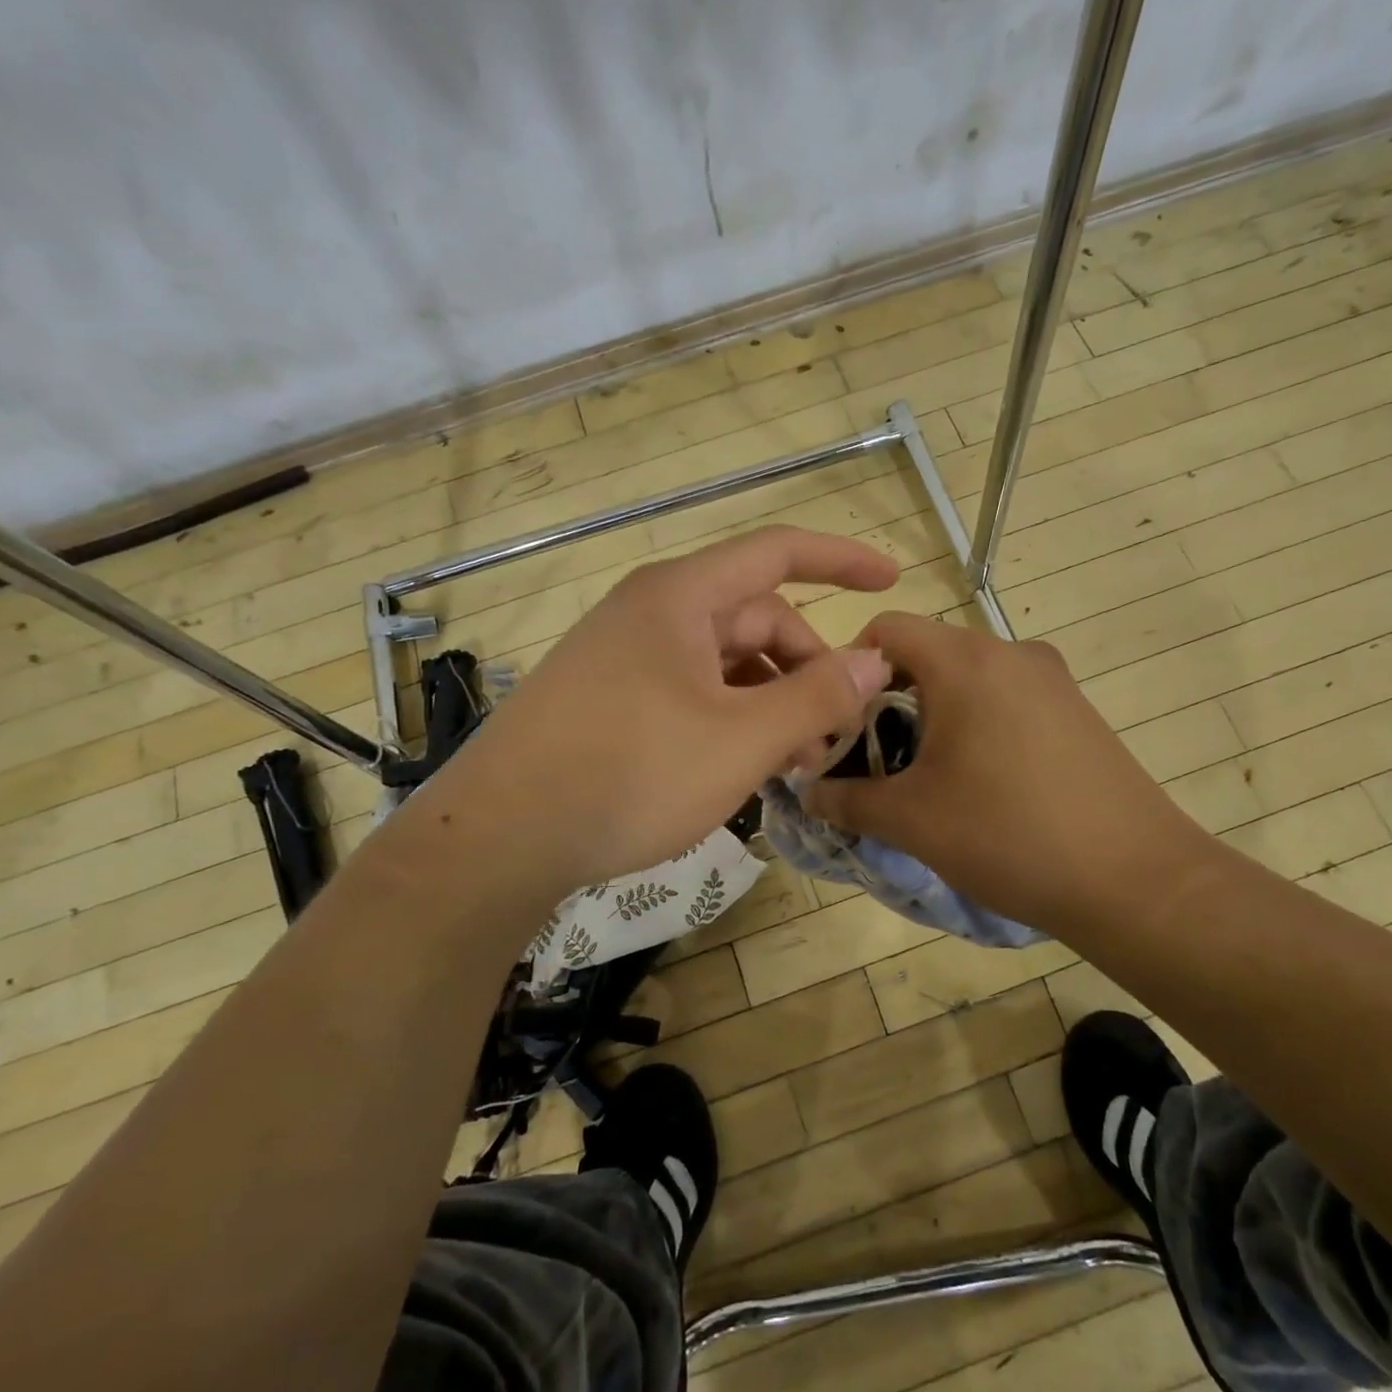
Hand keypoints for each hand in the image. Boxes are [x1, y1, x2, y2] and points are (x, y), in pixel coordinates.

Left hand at [449, 527, 896, 891]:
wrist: (499, 838)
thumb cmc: (630, 774)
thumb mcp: (741, 739)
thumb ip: (816, 696)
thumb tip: (874, 660)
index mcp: (682, 597)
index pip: (778, 553)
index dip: (841, 559)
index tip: (892, 579)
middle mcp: (652, 613)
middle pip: (756, 619)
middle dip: (808, 667)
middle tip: (836, 734)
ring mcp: (626, 657)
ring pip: (725, 662)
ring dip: (772, 700)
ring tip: (796, 762)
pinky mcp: (610, 699)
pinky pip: (692, 691)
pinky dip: (732, 718)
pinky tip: (746, 765)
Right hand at [805, 613, 1218, 940]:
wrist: (1135, 880)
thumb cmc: (1009, 836)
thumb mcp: (911, 821)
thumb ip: (846, 800)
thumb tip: (808, 792)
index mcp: (965, 661)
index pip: (887, 629)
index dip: (850, 669)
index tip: (840, 723)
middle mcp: (1011, 652)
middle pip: (928, 652)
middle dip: (889, 698)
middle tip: (876, 758)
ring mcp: (1052, 679)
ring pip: (969, 677)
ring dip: (935, 714)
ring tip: (928, 776)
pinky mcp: (1077, 709)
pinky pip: (1007, 698)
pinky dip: (978, 723)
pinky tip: (983, 782)